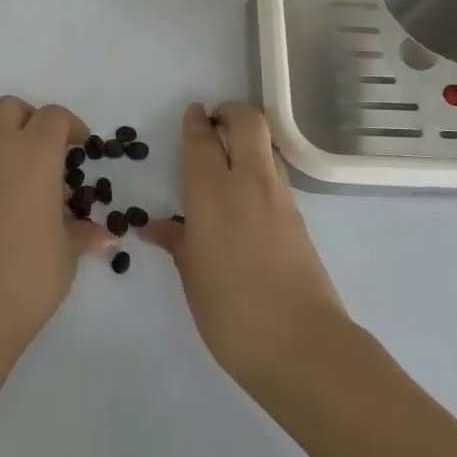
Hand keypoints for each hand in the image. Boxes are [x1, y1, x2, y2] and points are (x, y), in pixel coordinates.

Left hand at [0, 96, 115, 358]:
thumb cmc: (28, 275)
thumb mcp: (67, 254)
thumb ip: (84, 235)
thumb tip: (104, 235)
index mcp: (31, 157)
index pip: (51, 117)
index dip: (71, 126)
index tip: (84, 150)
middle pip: (11, 110)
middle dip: (35, 120)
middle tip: (58, 153)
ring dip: (20, 150)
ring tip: (46, 193)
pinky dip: (5, 176)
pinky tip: (23, 216)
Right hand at [142, 102, 349, 389]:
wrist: (301, 344)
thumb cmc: (231, 310)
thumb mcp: (192, 276)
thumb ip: (177, 242)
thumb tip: (156, 227)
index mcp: (212, 194)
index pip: (202, 141)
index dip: (196, 122)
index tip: (193, 113)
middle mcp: (249, 184)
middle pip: (248, 123)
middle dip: (232, 112)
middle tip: (215, 122)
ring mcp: (280, 199)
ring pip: (267, 146)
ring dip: (249, 138)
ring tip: (229, 155)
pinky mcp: (299, 218)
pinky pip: (276, 175)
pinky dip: (260, 167)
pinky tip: (246, 194)